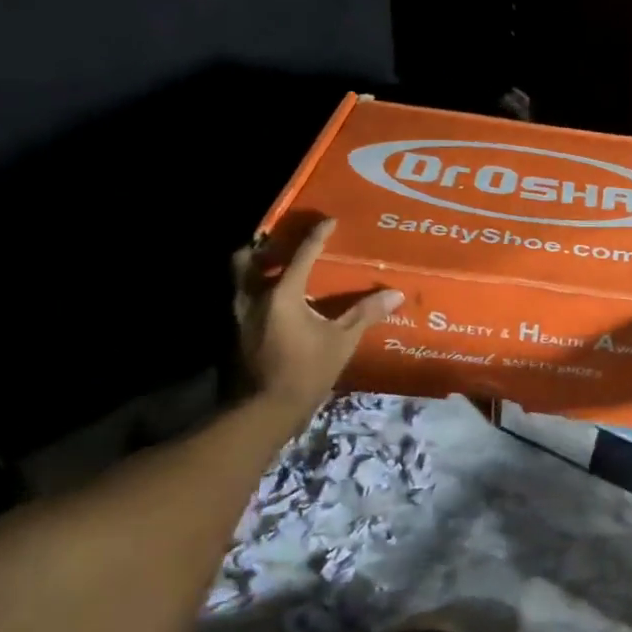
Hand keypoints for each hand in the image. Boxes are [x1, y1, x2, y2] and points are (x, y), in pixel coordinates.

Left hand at [233, 219, 401, 418]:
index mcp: (283, 293)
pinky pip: (242, 300)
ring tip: (276, 270)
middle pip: (248, 258)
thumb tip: (395, 294)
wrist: (265, 410)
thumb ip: (364, 314)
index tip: (330, 221)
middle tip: (282, 246)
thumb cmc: (306, 371)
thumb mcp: (341, 342)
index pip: (303, 254)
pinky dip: (255, 292)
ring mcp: (240, 315)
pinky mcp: (236, 333)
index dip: (318, 235)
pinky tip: (274, 304)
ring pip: (239, 279)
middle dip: (263, 247)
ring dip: (255, 269)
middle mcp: (255, 296)